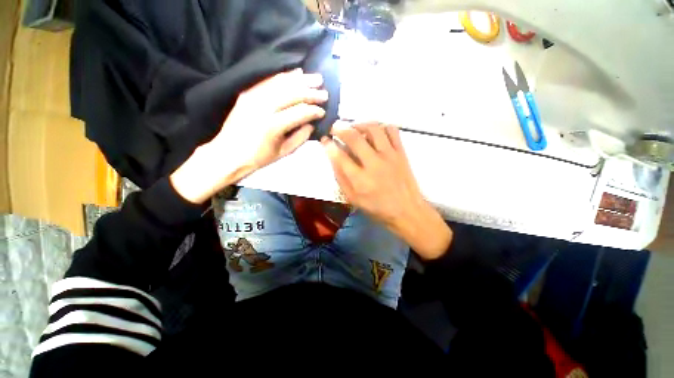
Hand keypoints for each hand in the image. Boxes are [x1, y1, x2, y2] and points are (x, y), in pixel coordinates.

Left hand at [171, 69, 326, 203]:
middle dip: (311, 92)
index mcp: (273, 125)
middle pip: (292, 94)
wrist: (228, 153)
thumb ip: (300, 137)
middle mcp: (263, 107)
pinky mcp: (248, 93)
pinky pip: (269, 81)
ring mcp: (253, 97)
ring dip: (301, 80)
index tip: (323, 111)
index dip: (314, 111)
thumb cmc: (258, 157)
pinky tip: (297, 73)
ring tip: (316, 78)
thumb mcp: (283, 152)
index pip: (299, 112)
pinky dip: (285, 76)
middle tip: (325, 92)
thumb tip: (311, 124)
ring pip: (282, 83)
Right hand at [322, 123, 451, 259]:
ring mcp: (389, 156)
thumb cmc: (377, 208)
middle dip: (340, 128)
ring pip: (373, 128)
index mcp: (360, 180)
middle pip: (354, 137)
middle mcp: (374, 164)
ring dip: (360, 124)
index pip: (339, 156)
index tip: (324, 139)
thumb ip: (341, 179)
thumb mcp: (353, 199)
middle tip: (335, 127)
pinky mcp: (401, 152)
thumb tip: (333, 158)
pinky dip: (381, 126)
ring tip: (354, 127)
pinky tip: (375, 132)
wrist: (407, 210)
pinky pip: (392, 130)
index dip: (328, 145)